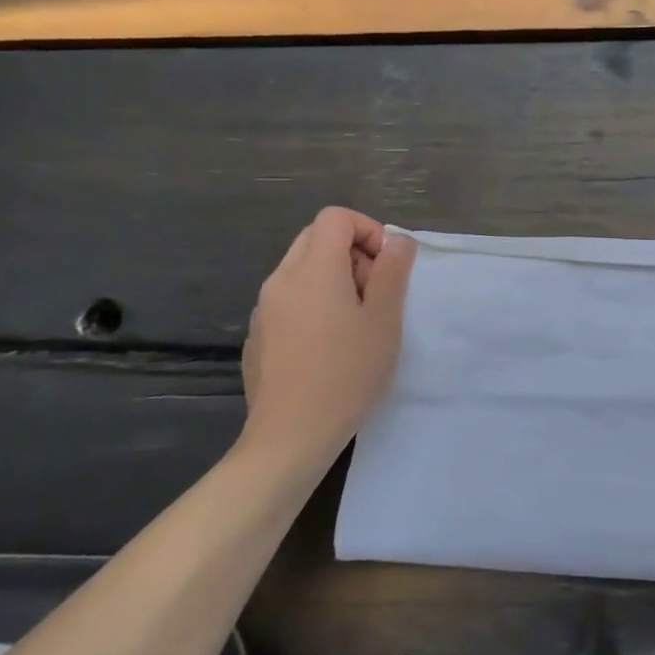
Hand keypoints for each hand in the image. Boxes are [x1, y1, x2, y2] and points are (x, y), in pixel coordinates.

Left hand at [240, 207, 416, 464]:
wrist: (290, 437)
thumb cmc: (347, 374)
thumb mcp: (384, 321)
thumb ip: (392, 272)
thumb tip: (397, 240)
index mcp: (314, 269)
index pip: (336, 218)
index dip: (368, 230)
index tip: (387, 266)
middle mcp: (281, 279)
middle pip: (316, 238)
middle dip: (352, 252)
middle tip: (375, 293)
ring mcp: (264, 308)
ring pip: (301, 269)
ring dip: (332, 278)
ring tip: (355, 322)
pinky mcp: (257, 335)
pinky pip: (288, 299)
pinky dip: (312, 303)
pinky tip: (327, 346)